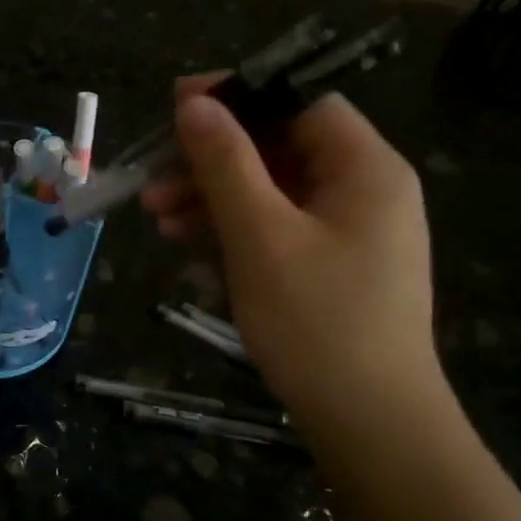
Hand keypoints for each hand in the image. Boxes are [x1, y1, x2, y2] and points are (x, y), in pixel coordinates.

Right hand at [140, 82, 438, 429]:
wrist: (368, 424)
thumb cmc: (316, 321)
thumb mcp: (260, 235)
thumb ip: (226, 163)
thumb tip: (195, 102)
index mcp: (365, 169)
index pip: (301, 102)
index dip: (238, 97)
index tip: (176, 107)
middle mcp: (363, 191)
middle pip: (279, 149)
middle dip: (211, 161)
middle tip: (152, 180)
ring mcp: (347, 233)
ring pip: (270, 192)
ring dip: (211, 199)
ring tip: (156, 219)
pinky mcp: (329, 268)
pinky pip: (275, 230)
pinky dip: (232, 232)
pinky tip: (187, 247)